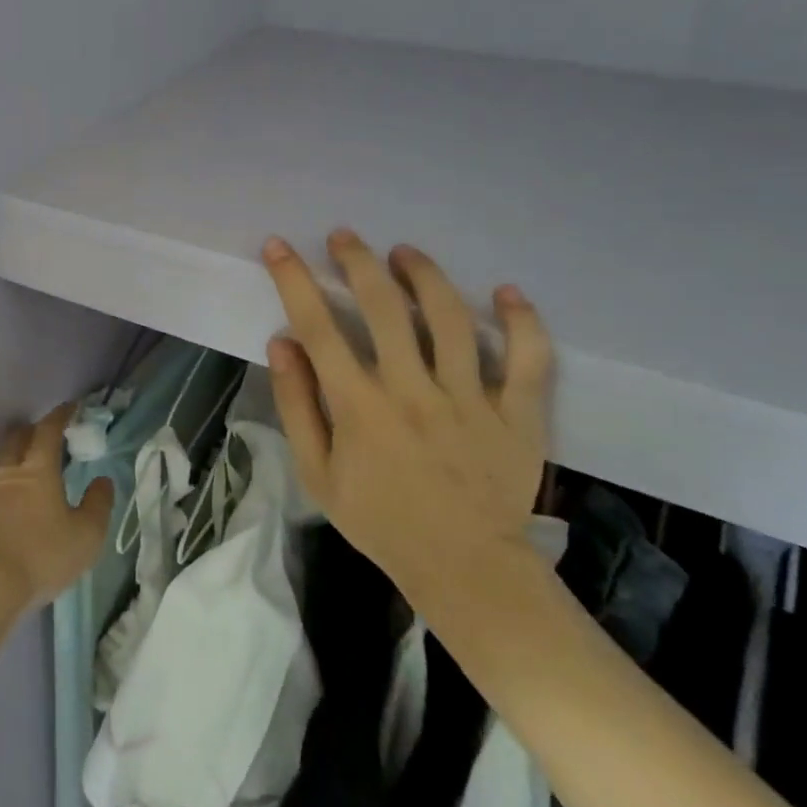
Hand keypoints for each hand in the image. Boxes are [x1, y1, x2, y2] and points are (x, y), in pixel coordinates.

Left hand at [0, 402, 112, 617]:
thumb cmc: (41, 555)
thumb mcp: (86, 535)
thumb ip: (98, 504)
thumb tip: (102, 480)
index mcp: (37, 469)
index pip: (48, 430)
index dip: (60, 415)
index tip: (71, 407)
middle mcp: (8, 474)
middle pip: (17, 439)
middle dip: (32, 430)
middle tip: (47, 435)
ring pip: (1, 465)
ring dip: (16, 460)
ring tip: (31, 473)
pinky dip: (5, 490)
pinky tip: (13, 507)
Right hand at [261, 231, 553, 613]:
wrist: (465, 570)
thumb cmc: (381, 521)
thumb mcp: (317, 474)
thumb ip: (297, 406)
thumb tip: (282, 343)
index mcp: (359, 407)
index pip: (318, 327)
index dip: (294, 280)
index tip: (278, 246)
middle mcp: (412, 391)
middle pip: (383, 306)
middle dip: (357, 260)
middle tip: (344, 237)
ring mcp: (470, 400)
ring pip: (450, 318)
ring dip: (423, 275)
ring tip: (404, 253)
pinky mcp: (518, 414)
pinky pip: (528, 359)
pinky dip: (522, 321)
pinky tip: (506, 292)